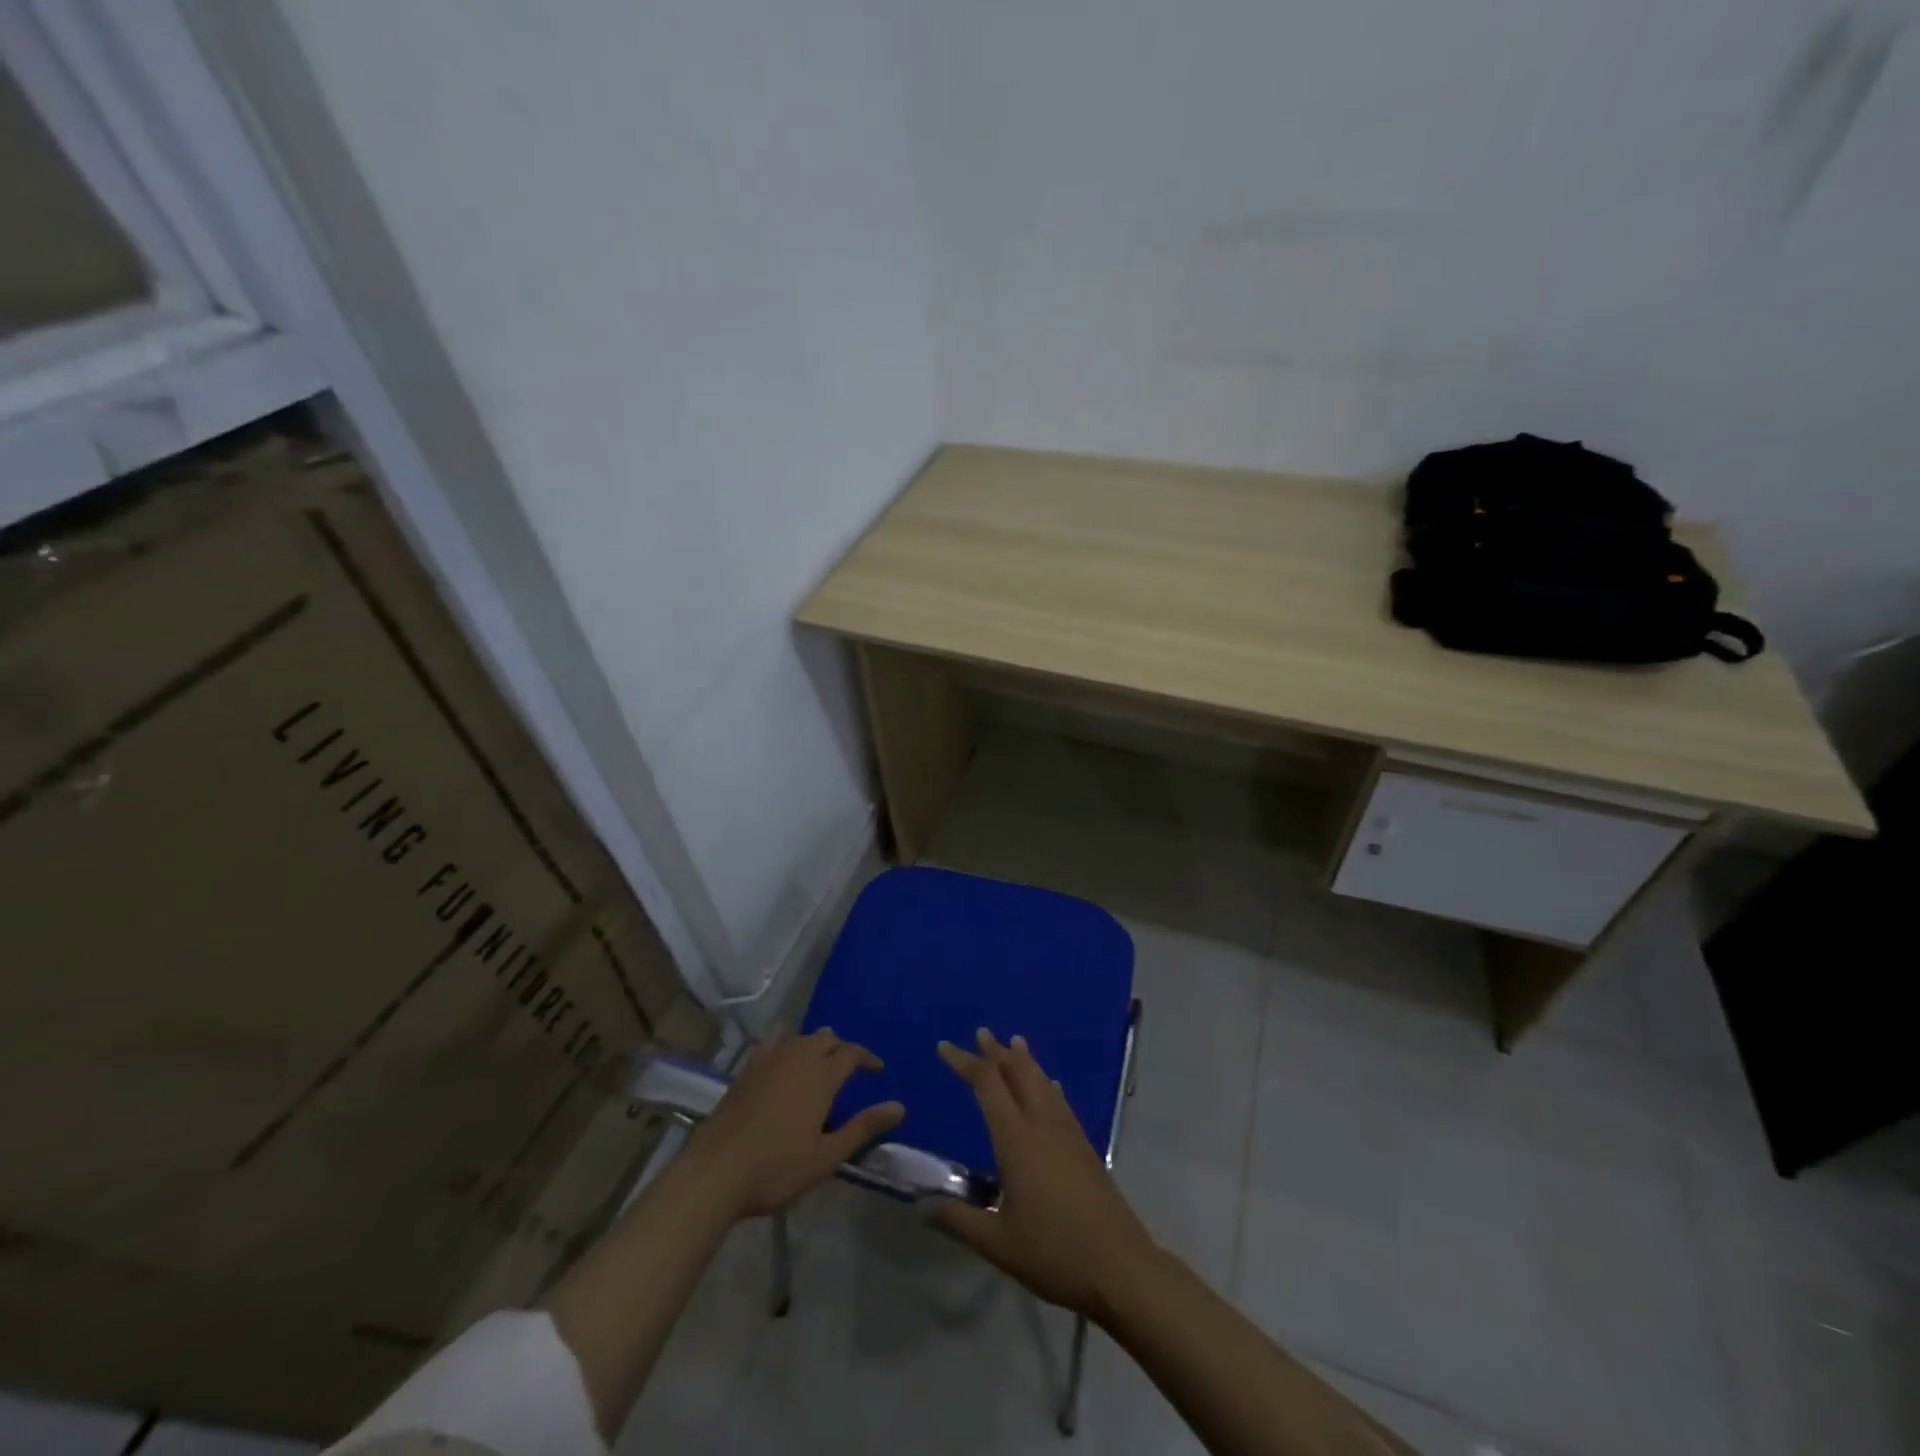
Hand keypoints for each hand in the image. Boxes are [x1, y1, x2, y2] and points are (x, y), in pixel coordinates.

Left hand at [684, 1028, 903, 1218]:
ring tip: (820, 1063)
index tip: (878, 1070)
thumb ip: (863, 1128)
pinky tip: (784, 1054)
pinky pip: (773, 1041)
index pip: (852, 1053)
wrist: (716, 1172)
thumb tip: (899, 1107)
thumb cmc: (776, 1169)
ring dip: (815, 1044)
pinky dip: (786, 1041)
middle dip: (842, 1049)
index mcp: (821, 1076)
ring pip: (801, 1037)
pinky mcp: (747, 1069)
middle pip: (827, 1039)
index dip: (868, 1058)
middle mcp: (798, 1058)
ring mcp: (769, 1060)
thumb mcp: (826, 1156)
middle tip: (849, 1070)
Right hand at [929, 1028, 1157, 1321]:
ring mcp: (1068, 1132)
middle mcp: (1042, 1124)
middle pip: (1018, 1073)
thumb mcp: (998, 1243)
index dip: (965, 1062)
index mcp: (1017, 1139)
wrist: (1120, 1266)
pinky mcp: (1084, 1146)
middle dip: (997, 1052)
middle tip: (981, 1033)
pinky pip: (1060, 1100)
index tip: (945, 1046)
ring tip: (1015, 1043)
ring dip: (1024, 1061)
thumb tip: (920, 1205)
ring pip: (1042, 1081)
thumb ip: (958, 1220)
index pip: (987, 1084)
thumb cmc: (1054, 1253)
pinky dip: (1047, 1084)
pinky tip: (1051, 1086)